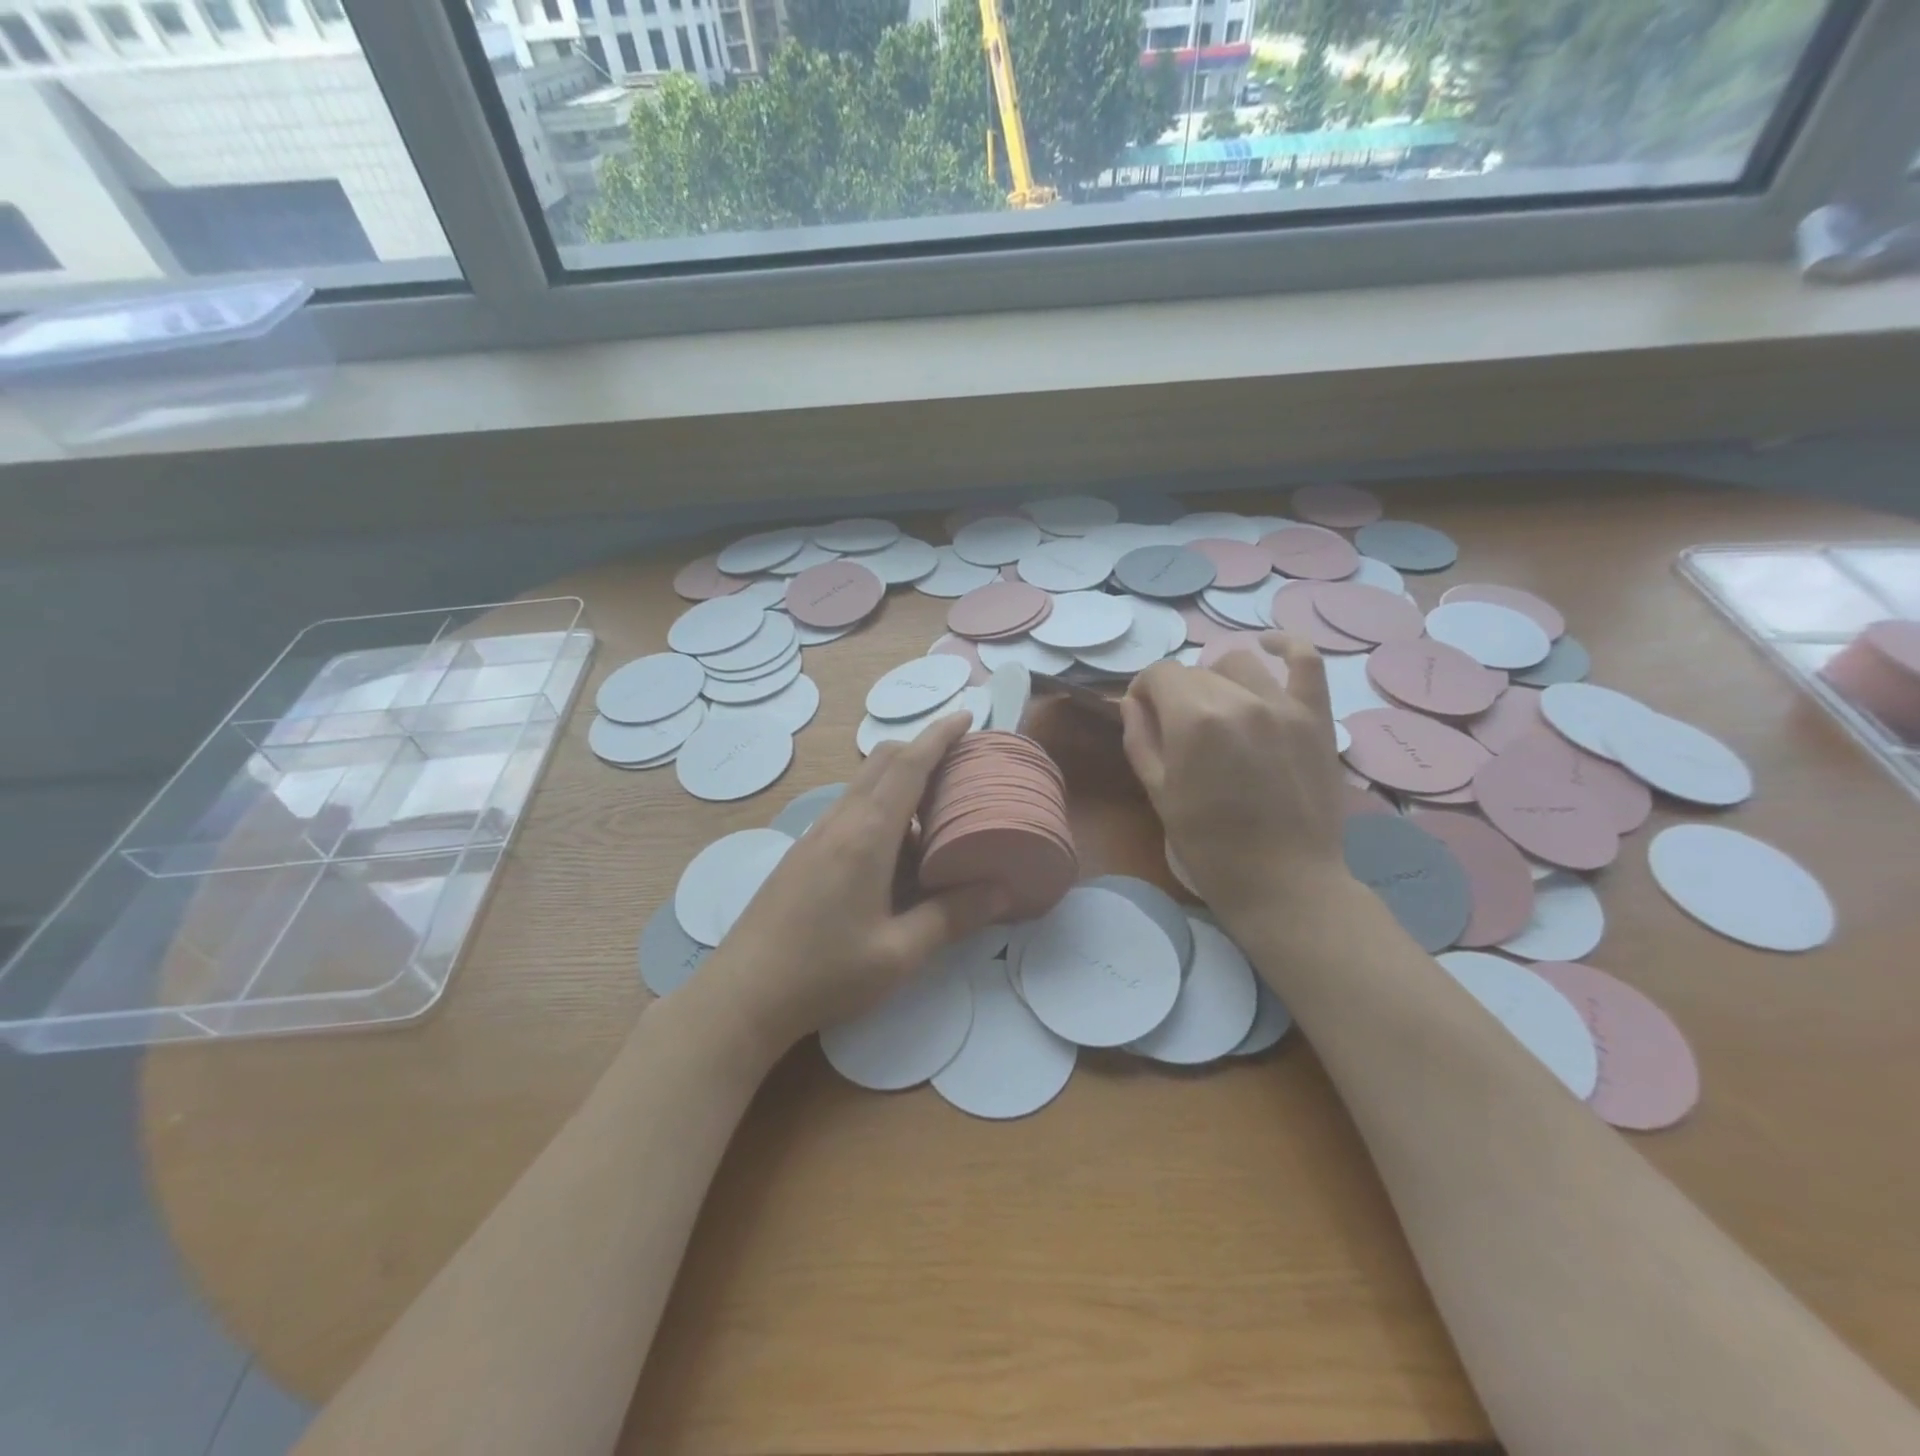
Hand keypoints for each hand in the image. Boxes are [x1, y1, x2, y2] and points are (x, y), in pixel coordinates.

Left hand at [704, 713, 1009, 1051]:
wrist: (742, 995)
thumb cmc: (824, 973)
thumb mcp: (899, 953)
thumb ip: (952, 916)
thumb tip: (1003, 891)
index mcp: (866, 835)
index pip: (908, 764)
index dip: (939, 736)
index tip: (966, 715)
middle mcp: (839, 822)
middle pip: (883, 762)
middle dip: (922, 750)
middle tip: (961, 766)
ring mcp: (816, 836)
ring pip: (864, 786)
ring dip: (901, 781)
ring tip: (938, 811)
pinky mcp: (804, 854)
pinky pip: (850, 810)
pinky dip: (881, 808)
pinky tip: (897, 851)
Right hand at [1120, 631, 1348, 921]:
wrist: (1284, 883)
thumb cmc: (1210, 846)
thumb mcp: (1159, 793)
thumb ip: (1140, 739)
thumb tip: (1133, 704)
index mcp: (1193, 719)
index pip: (1158, 675)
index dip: (1143, 691)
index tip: (1142, 716)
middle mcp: (1238, 699)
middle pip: (1195, 671)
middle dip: (1176, 694)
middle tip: (1178, 730)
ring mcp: (1283, 705)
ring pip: (1238, 664)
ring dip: (1218, 678)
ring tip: (1218, 709)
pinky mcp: (1316, 717)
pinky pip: (1306, 662)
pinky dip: (1286, 647)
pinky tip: (1270, 647)